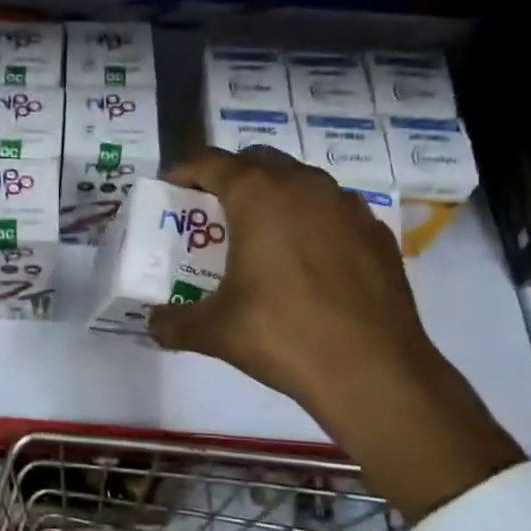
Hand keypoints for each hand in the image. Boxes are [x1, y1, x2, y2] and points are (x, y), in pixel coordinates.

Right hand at [147, 147, 519, 520]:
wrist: (373, 371)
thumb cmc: (283, 336)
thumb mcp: (214, 332)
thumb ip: (173, 323)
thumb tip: (153, 324)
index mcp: (258, 196)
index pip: (211, 162)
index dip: (184, 170)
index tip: (171, 188)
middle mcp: (304, 186)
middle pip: (258, 160)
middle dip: (231, 176)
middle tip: (214, 211)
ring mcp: (347, 206)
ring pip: (301, 181)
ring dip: (275, 195)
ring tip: (261, 235)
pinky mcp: (377, 233)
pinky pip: (334, 211)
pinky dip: (313, 221)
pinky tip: (309, 261)